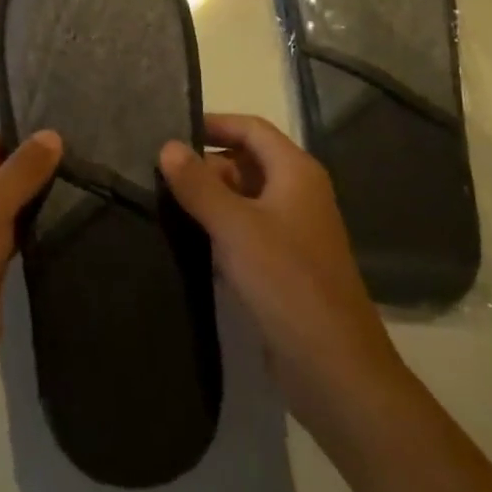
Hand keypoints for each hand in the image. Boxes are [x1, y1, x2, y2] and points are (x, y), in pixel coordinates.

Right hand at [160, 115, 404, 449]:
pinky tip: (187, 240)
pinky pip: (246, 233)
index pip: (252, 129)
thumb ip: (198, 185)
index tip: (171, 132)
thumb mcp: (235, 227)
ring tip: (162, 202)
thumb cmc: (286, 282)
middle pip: (247, 162)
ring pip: (244, 199)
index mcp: (296, 172)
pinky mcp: (284, 267)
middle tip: (157, 173)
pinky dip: (219, 229)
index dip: (214, 124)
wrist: (334, 367)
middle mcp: (298, 194)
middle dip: (206, 165)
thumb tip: (168, 146)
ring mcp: (293, 232)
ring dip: (209, 199)